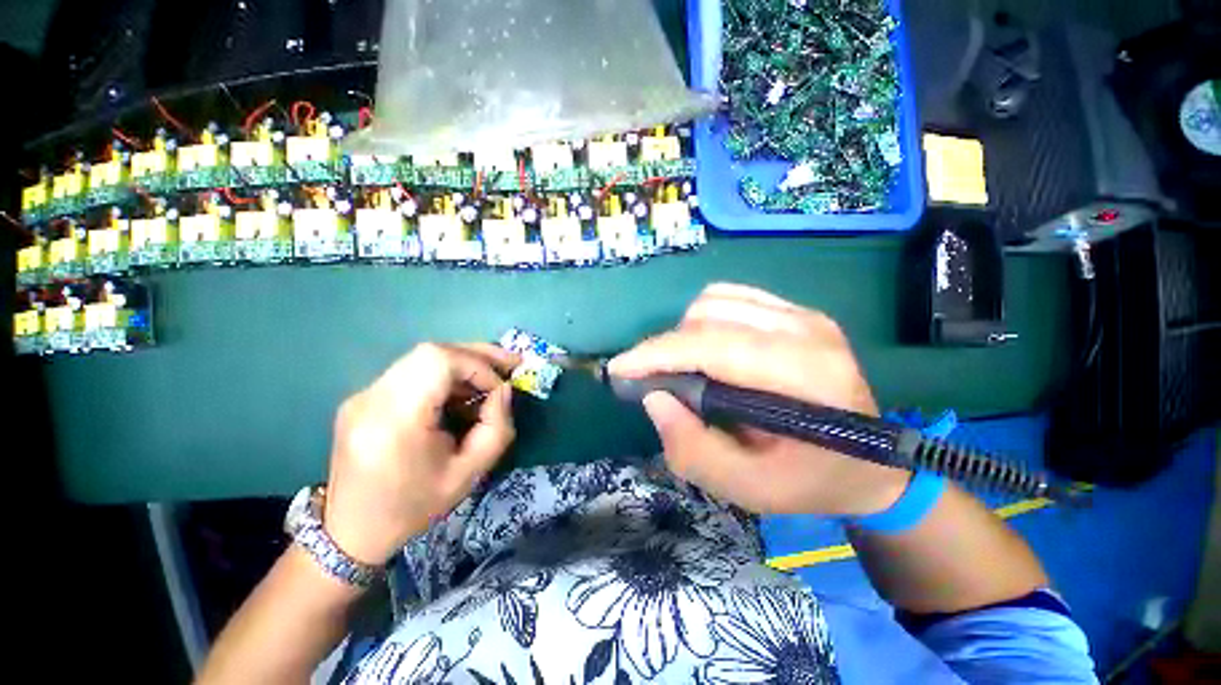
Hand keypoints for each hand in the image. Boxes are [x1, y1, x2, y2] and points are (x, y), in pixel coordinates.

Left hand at [322, 343, 517, 566]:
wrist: (351, 531)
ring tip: (489, 379)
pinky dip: (445, 374)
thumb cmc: (414, 507)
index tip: (499, 388)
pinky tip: (460, 393)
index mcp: (395, 421)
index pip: (438, 361)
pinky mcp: (364, 397)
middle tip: (510, 364)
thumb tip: (503, 389)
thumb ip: (497, 427)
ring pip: (423, 357)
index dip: (477, 365)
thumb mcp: (469, 474)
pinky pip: (413, 371)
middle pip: (431, 351)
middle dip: (477, 355)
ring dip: (463, 363)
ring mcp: (363, 395)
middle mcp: (372, 398)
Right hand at [609, 283, 908, 516]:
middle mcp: (808, 331)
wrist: (875, 463)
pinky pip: (731, 296)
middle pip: (709, 316)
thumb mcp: (750, 488)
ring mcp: (805, 314)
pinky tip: (708, 346)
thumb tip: (653, 398)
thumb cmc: (813, 482)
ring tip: (686, 366)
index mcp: (806, 377)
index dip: (659, 353)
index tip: (619, 368)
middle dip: (668, 347)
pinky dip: (705, 318)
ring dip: (685, 333)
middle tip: (659, 380)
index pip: (714, 347)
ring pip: (715, 300)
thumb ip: (693, 450)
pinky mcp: (799, 311)